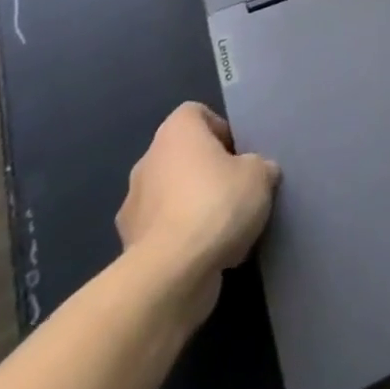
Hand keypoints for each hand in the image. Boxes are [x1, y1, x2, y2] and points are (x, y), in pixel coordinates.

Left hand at [116, 102, 278, 323]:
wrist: (170, 275)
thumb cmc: (216, 204)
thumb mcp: (259, 175)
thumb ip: (259, 167)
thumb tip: (259, 172)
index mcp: (176, 132)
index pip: (196, 114)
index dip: (220, 130)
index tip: (240, 154)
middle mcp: (148, 162)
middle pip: (183, 157)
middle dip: (208, 173)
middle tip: (237, 191)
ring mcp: (134, 207)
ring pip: (172, 197)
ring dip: (193, 208)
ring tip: (225, 229)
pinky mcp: (130, 249)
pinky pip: (163, 233)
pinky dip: (182, 240)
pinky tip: (208, 256)